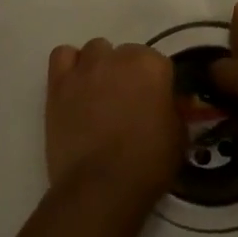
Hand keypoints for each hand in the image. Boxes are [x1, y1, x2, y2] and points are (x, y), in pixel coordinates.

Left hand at [45, 38, 183, 208]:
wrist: (101, 186)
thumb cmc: (148, 163)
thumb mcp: (179, 136)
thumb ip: (173, 109)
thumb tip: (166, 103)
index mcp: (152, 66)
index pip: (158, 62)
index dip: (156, 84)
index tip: (155, 103)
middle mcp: (119, 57)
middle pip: (126, 53)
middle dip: (128, 73)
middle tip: (127, 103)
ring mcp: (86, 68)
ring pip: (95, 50)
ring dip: (100, 66)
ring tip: (99, 94)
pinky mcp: (58, 83)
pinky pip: (62, 55)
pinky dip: (70, 66)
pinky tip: (75, 86)